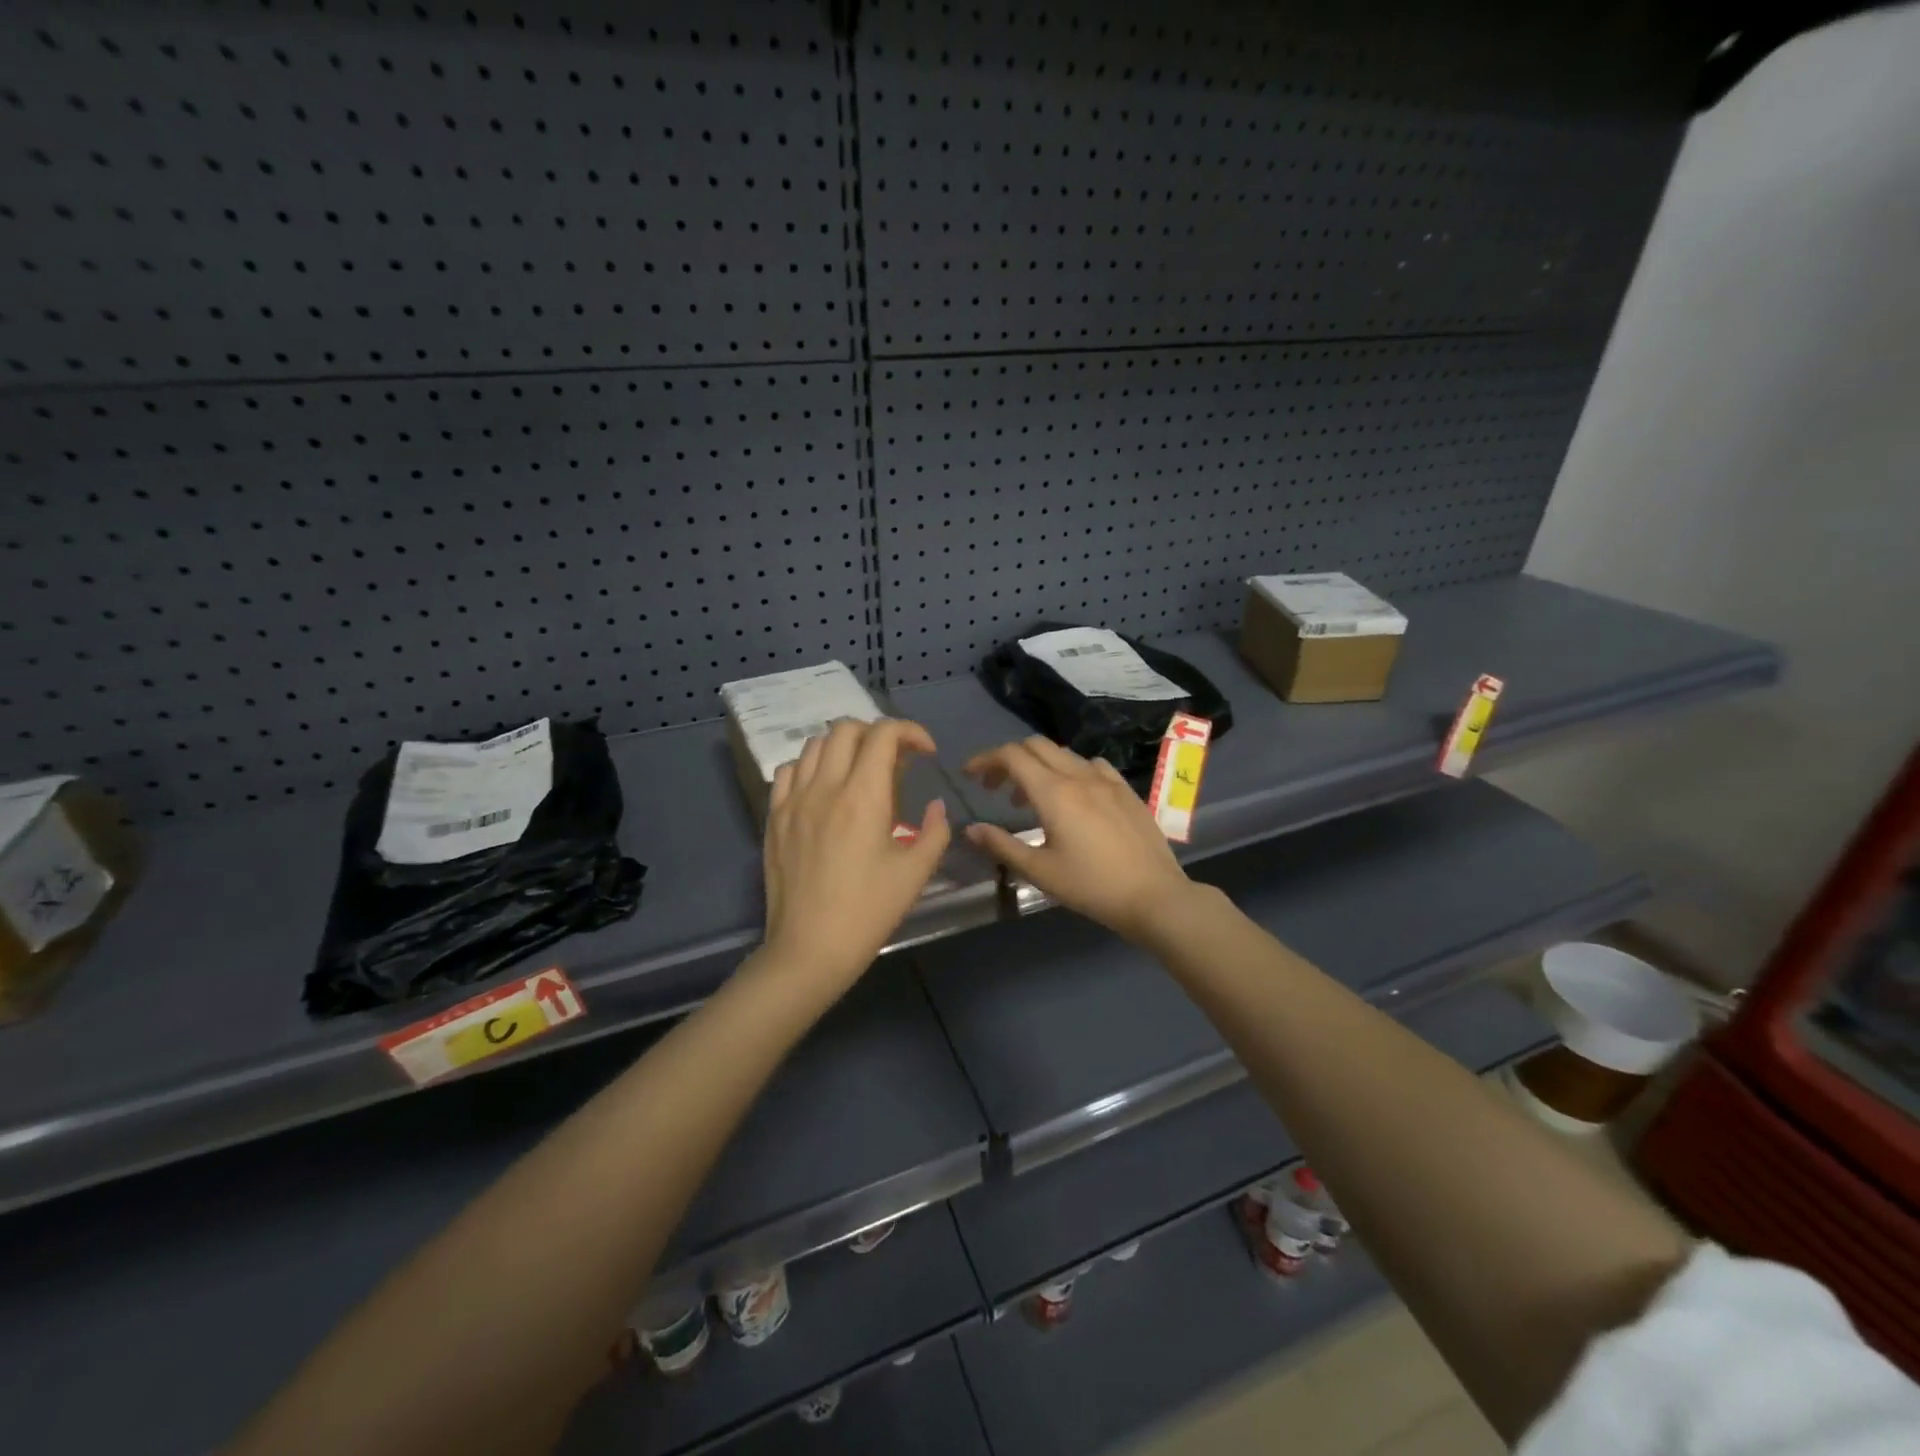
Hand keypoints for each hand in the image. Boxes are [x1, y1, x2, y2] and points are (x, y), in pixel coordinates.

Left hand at [760, 718, 951, 995]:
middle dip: (878, 733)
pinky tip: (824, 789)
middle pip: (846, 729)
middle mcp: (825, 787)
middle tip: (896, 760)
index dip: (911, 731)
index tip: (927, 752)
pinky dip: (811, 766)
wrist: (809, 948)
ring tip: (861, 772)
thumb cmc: (868, 912)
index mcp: (863, 796)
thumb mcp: (915, 873)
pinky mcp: (774, 817)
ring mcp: (793, 800)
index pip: (884, 734)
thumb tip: (936, 806)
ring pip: (815, 744)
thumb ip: (935, 831)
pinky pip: (789, 771)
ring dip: (844, 747)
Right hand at [962, 737, 1198, 942]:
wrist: (1154, 895)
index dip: (985, 759)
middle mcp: (1079, 776)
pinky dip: (1070, 770)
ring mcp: (1106, 780)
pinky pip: (1092, 765)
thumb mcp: (1040, 871)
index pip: (1012, 756)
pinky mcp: (1126, 790)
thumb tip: (972, 829)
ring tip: (1030, 798)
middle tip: (995, 787)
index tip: (970, 775)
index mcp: (1054, 792)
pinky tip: (1073, 795)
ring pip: (1063, 754)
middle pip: (1036, 746)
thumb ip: (1002, 845)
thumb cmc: (1091, 886)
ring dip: (1039, 765)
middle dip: (1009, 759)